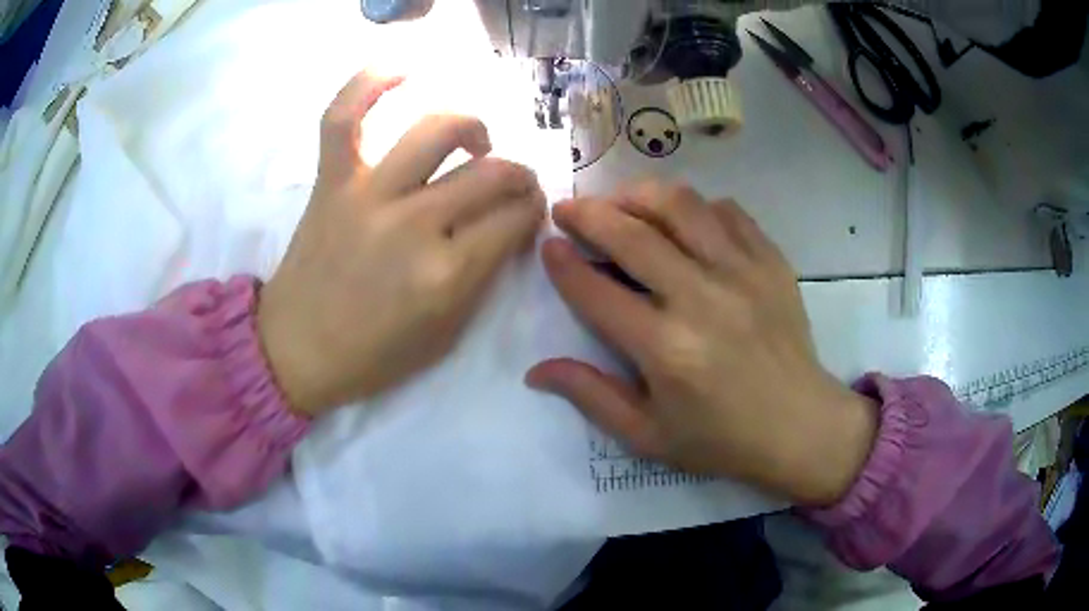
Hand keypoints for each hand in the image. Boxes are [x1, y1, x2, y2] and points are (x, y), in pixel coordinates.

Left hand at [258, 72, 545, 416]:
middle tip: (512, 185)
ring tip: (475, 142)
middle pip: (491, 173)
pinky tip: (403, 70)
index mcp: (446, 275)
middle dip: (519, 177)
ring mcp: (368, 195)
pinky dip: (370, 83)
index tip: (527, 214)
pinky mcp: (332, 182)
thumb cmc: (373, 355)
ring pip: (438, 130)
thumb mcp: (447, 334)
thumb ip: (484, 278)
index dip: (532, 212)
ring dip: (473, 128)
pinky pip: (345, 116)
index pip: (515, 220)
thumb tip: (509, 228)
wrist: (295, 351)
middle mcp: (413, 224)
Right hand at [526, 182, 876, 506]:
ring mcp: (743, 273)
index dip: (564, 264)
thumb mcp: (647, 436)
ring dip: (639, 196)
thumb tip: (536, 370)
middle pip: (632, 235)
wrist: (800, 426)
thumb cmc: (721, 439)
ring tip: (620, 204)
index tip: (548, 245)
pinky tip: (683, 222)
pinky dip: (696, 207)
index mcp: (666, 350)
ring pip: (680, 205)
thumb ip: (591, 396)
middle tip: (568, 209)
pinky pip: (727, 211)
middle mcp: (702, 299)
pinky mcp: (771, 261)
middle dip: (587, 213)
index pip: (597, 292)